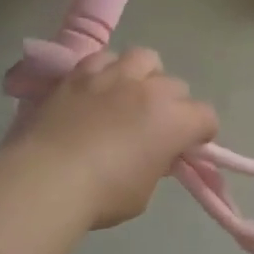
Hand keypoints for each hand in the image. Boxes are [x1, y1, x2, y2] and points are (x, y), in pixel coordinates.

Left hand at [11, 48, 218, 228]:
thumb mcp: (143, 191)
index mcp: (174, 120)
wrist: (47, 179)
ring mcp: (114, 76)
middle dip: (174, 106)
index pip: (206, 116)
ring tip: (131, 94)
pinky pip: (104, 58)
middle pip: (177, 86)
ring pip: (144, 58)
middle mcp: (150, 90)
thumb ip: (156, 164)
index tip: (189, 147)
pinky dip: (108, 70)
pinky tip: (99, 88)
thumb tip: (155, 152)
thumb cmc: (103, 195)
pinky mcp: (80, 74)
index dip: (201, 133)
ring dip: (145, 75)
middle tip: (156, 127)